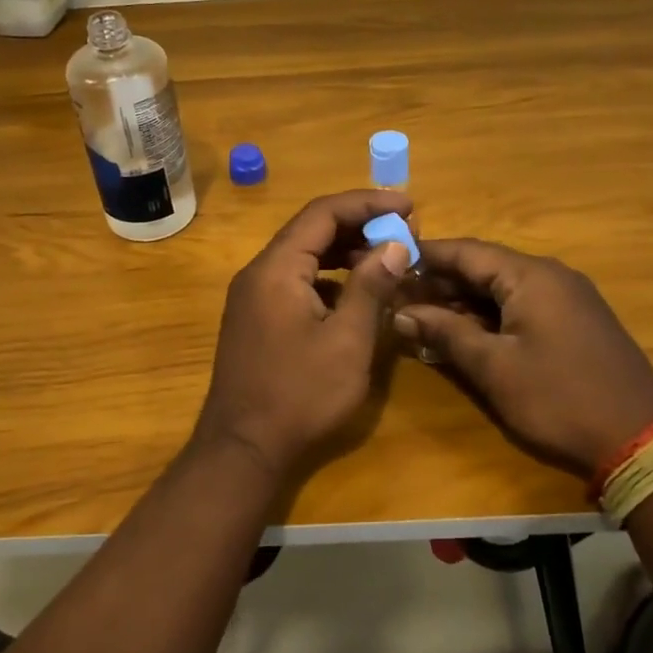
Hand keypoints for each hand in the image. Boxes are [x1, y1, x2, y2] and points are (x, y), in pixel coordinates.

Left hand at [191, 189, 414, 482]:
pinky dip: (329, 279)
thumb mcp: (347, 341)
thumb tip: (394, 245)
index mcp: (277, 268)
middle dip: (359, 226)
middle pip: (311, 230)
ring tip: (388, 259)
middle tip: (404, 232)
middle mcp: (259, 273)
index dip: (367, 203)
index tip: (409, 205)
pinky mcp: (257, 319)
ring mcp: (253, 297)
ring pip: (304, 257)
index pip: (323, 213)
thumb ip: (371, 287)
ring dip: (345, 252)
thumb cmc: (300, 395)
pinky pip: (296, 282)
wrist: (243, 449)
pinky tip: (357, 295)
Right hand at [394, 239, 652, 482]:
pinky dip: (491, 316)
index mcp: (531, 276)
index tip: (388, 259)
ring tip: (422, 316)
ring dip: (464, 301)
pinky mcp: (576, 323)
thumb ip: (446, 333)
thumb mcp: (494, 368)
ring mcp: (568, 299)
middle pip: (485, 267)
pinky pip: (523, 306)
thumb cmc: (559, 399)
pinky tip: (465, 333)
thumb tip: (401, 311)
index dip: (426, 254)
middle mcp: (551, 276)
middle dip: (441, 281)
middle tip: (398, 295)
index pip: (466, 251)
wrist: (640, 440)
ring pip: (503, 289)